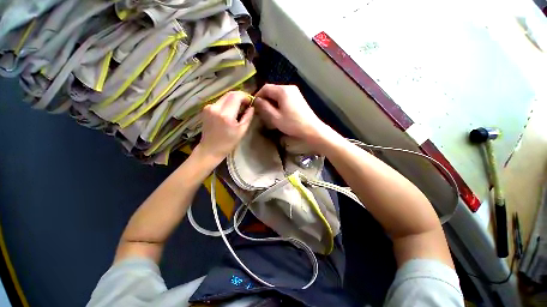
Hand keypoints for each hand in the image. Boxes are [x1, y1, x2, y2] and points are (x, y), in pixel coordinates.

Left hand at [197, 91, 253, 162]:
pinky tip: (230, 111)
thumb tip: (252, 107)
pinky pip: (219, 102)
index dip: (245, 96)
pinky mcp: (206, 109)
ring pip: (224, 97)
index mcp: (226, 115)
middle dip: (240, 96)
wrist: (210, 149)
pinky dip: (227, 104)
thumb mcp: (242, 131)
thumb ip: (248, 117)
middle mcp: (215, 107)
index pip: (236, 96)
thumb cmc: (228, 143)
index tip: (250, 102)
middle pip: (230, 94)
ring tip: (239, 109)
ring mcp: (209, 107)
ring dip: (233, 100)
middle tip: (246, 104)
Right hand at [255, 84, 329, 144]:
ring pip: (278, 93)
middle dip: (265, 98)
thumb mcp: (275, 117)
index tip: (254, 105)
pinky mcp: (298, 97)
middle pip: (272, 89)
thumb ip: (264, 107)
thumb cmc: (293, 124)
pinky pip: (284, 96)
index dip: (258, 95)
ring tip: (268, 111)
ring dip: (271, 101)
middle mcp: (289, 87)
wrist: (312, 129)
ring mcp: (295, 92)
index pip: (266, 88)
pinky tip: (278, 111)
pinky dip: (278, 102)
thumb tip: (257, 100)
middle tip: (261, 110)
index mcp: (283, 90)